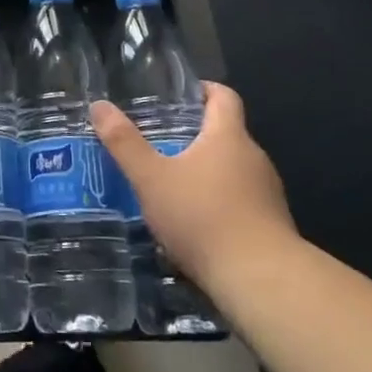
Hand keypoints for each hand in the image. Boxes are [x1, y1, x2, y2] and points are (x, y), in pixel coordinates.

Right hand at [91, 83, 299, 298]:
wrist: (261, 282)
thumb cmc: (203, 217)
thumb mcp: (152, 179)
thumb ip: (124, 143)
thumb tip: (99, 106)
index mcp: (228, 136)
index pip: (223, 96)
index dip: (203, 90)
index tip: (179, 96)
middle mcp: (254, 158)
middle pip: (227, 134)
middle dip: (196, 136)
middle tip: (160, 143)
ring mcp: (268, 193)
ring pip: (234, 170)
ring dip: (207, 173)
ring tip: (172, 185)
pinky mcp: (272, 226)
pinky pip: (242, 202)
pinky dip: (220, 204)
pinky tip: (195, 224)